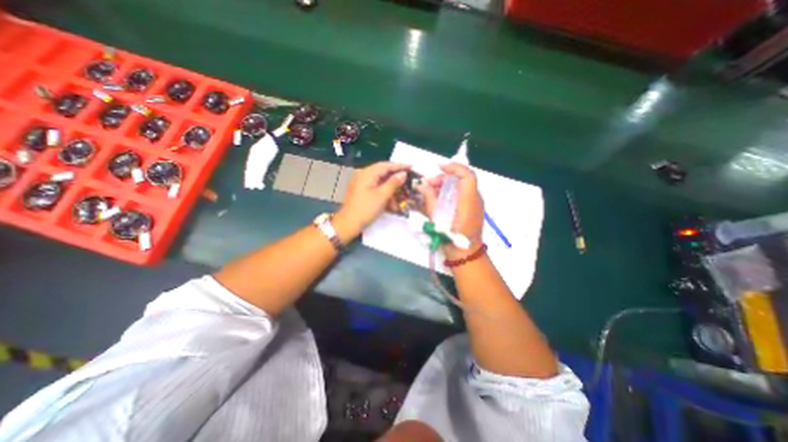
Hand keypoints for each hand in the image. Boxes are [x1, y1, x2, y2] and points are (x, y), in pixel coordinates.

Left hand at [334, 162, 408, 237]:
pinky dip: (384, 193)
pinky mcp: (361, 191)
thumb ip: (393, 183)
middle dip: (395, 178)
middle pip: (383, 172)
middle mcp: (363, 175)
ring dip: (390, 188)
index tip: (411, 166)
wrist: (349, 223)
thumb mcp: (382, 196)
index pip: (386, 165)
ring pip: (380, 181)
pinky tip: (391, 201)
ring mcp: (361, 183)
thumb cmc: (366, 209)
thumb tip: (403, 173)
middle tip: (408, 180)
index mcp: (367, 173)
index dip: (399, 166)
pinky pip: (375, 187)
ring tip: (400, 195)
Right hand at [415, 162, 482, 258]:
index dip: (454, 167)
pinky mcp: (473, 208)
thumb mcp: (436, 219)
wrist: (466, 254)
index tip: (439, 168)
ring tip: (431, 192)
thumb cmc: (451, 238)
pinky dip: (451, 192)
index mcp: (468, 200)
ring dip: (446, 185)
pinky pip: (463, 194)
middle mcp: (475, 199)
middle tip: (429, 184)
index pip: (467, 175)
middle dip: (445, 178)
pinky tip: (439, 199)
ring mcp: (476, 204)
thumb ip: (429, 199)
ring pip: (462, 186)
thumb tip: (422, 185)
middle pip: (462, 179)